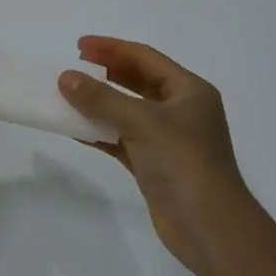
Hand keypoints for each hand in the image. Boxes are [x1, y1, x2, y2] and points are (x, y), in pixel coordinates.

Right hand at [59, 37, 252, 275]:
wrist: (210, 229)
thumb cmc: (183, 162)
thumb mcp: (142, 122)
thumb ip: (101, 98)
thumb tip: (66, 77)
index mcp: (189, 91)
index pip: (145, 58)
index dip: (112, 48)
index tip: (79, 46)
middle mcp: (180, 111)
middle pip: (137, 82)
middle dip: (105, 74)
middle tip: (73, 68)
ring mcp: (168, 139)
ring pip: (127, 112)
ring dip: (99, 104)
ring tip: (68, 95)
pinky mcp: (154, 165)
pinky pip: (122, 139)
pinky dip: (100, 132)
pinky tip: (75, 129)